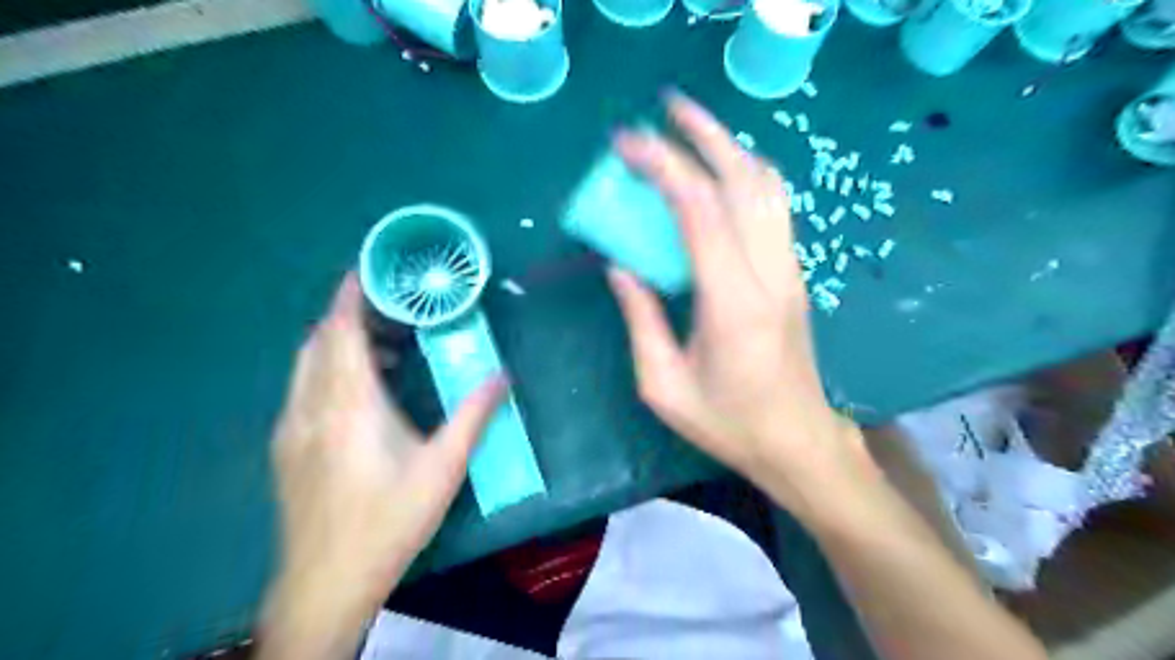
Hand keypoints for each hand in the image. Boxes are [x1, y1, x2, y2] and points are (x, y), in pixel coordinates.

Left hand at [261, 274, 503, 659]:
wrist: (327, 581)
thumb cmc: (391, 519)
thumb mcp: (444, 466)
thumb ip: (474, 414)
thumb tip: (502, 375)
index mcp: (350, 404)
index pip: (341, 331)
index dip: (350, 295)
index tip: (366, 269)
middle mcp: (312, 405)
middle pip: (319, 340)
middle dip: (348, 314)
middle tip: (390, 307)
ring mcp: (291, 427)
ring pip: (307, 364)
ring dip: (338, 342)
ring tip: (383, 345)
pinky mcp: (286, 447)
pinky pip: (303, 388)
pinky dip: (328, 369)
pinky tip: (358, 391)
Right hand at [611, 93, 876, 518]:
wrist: (798, 441)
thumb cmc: (728, 423)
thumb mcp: (663, 386)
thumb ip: (640, 320)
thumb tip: (620, 267)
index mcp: (731, 303)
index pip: (699, 210)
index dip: (663, 166)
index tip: (628, 143)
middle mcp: (768, 274)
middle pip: (743, 180)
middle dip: (703, 134)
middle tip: (664, 109)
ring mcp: (789, 271)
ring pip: (767, 187)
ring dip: (729, 147)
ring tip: (691, 129)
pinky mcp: (793, 274)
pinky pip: (773, 207)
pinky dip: (744, 175)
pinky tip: (719, 172)